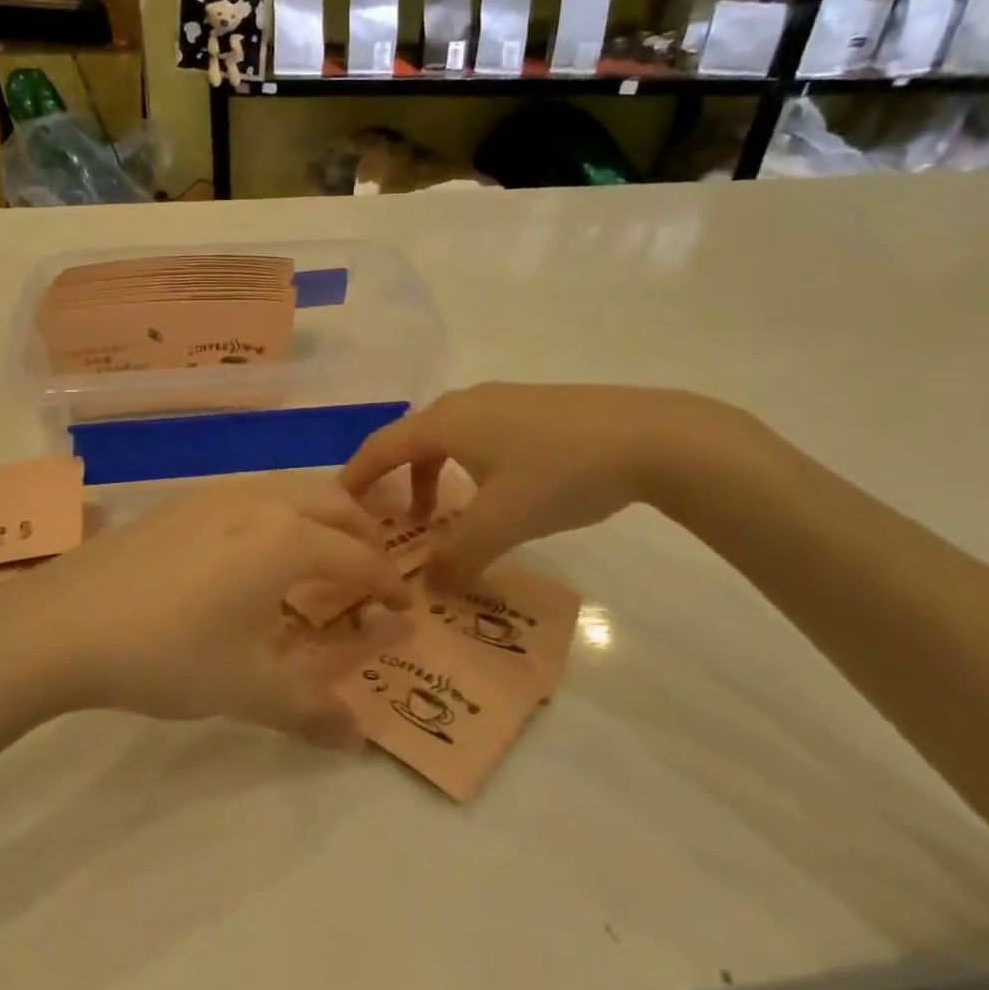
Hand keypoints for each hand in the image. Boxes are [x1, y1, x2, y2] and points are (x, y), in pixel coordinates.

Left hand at [0, 474, 410, 748]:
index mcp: (288, 539)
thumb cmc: (167, 654)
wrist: (63, 623)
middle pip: (336, 504)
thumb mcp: (246, 689)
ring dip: (325, 517)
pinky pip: (256, 492)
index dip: (388, 585)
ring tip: (322, 559)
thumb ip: (310, 712)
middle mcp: (261, 500)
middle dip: (365, 536)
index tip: (403, 609)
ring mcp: (219, 491)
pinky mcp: (185, 498)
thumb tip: (359, 742)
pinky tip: (258, 552)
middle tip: (371, 577)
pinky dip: (284, 512)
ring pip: (295, 488)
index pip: (359, 558)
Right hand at [342, 383, 738, 587]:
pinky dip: (466, 467)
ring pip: (449, 440)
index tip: (338, 505)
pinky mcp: (533, 408)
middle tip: (392, 522)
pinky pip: (479, 437)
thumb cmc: (560, 473)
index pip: (382, 447)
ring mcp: (502, 401)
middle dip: (396, 482)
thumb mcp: (503, 522)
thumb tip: (428, 588)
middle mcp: (466, 403)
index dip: (356, 477)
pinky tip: (494, 494)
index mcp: (446, 421)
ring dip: (434, 477)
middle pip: (412, 441)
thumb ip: (459, 557)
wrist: (650, 435)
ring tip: (444, 517)